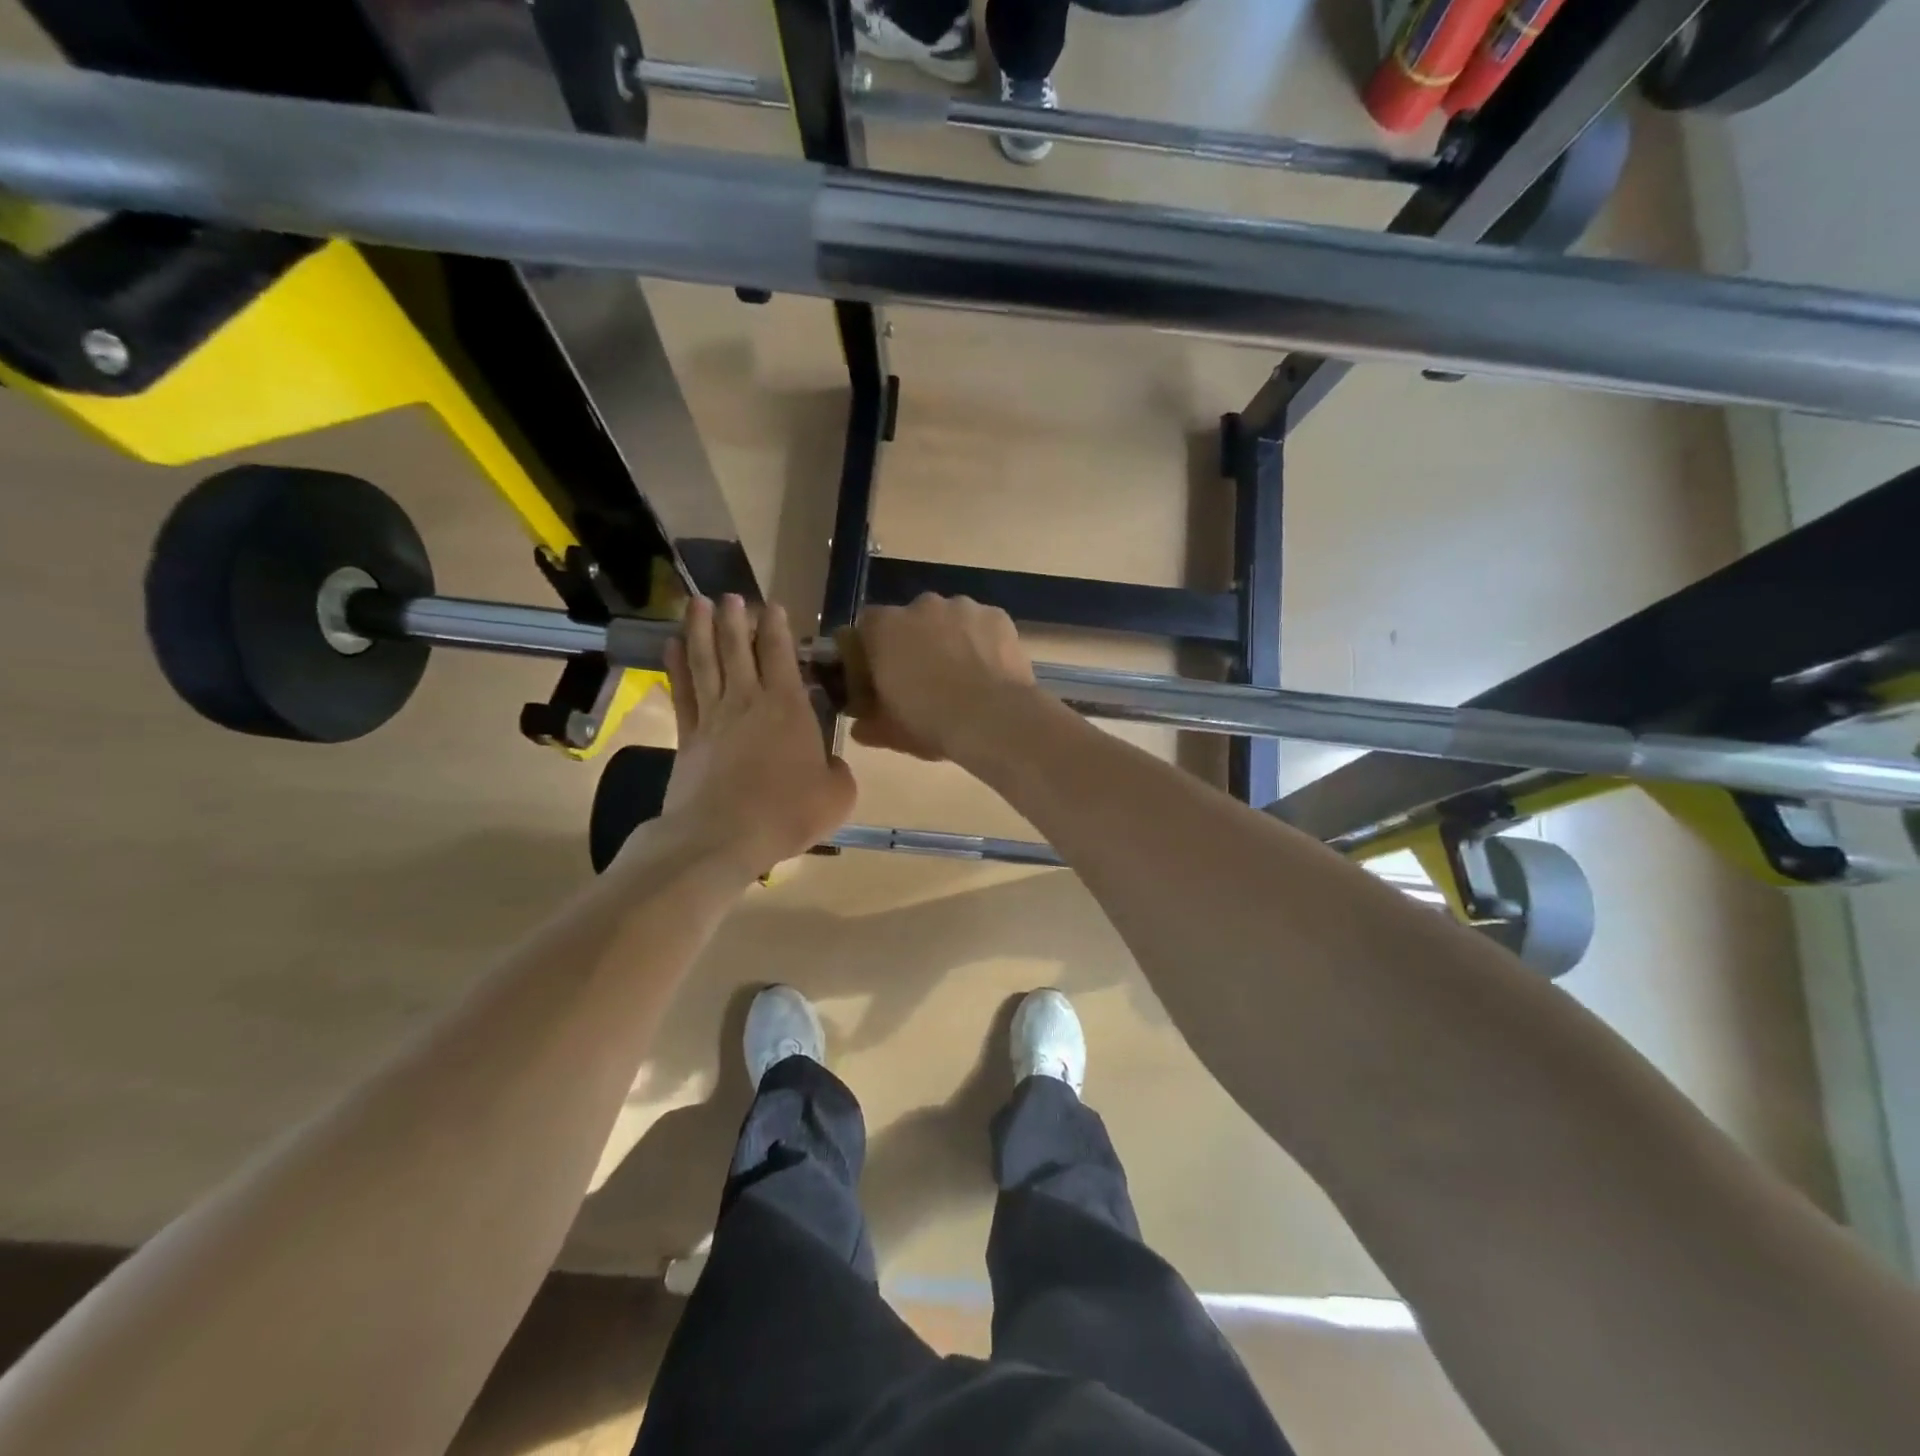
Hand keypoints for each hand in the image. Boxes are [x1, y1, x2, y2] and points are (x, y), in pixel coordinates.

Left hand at [656, 595, 855, 878]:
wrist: (721, 838)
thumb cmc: (786, 813)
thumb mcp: (837, 795)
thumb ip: (839, 770)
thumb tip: (830, 762)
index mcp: (788, 708)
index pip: (781, 655)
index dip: (777, 628)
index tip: (774, 606)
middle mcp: (748, 701)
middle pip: (737, 648)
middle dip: (734, 618)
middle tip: (730, 596)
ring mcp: (713, 716)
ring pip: (705, 661)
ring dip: (700, 629)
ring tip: (697, 603)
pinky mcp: (688, 736)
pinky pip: (682, 691)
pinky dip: (676, 665)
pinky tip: (671, 645)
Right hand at [849, 594, 1038, 763]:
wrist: (994, 720)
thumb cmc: (931, 722)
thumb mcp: (889, 732)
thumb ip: (867, 721)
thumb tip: (861, 726)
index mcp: (884, 628)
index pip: (866, 627)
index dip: (871, 651)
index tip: (879, 676)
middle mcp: (921, 606)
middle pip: (910, 620)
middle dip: (914, 642)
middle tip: (924, 677)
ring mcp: (963, 607)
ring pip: (949, 619)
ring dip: (950, 639)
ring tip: (963, 675)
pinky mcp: (997, 616)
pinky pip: (982, 625)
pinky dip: (982, 641)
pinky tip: (990, 669)